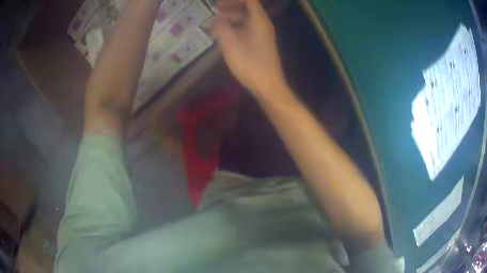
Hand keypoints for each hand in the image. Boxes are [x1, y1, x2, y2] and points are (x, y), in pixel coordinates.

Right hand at [212, 0, 285, 92]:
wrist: (268, 85)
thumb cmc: (250, 65)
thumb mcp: (231, 45)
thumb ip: (222, 28)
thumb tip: (215, 20)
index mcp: (259, 21)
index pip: (249, 0)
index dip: (234, 0)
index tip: (219, 3)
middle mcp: (263, 24)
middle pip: (248, 7)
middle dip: (231, 6)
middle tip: (215, 9)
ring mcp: (262, 34)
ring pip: (247, 18)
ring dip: (232, 16)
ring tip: (216, 21)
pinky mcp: (260, 43)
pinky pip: (247, 28)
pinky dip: (236, 26)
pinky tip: (225, 33)